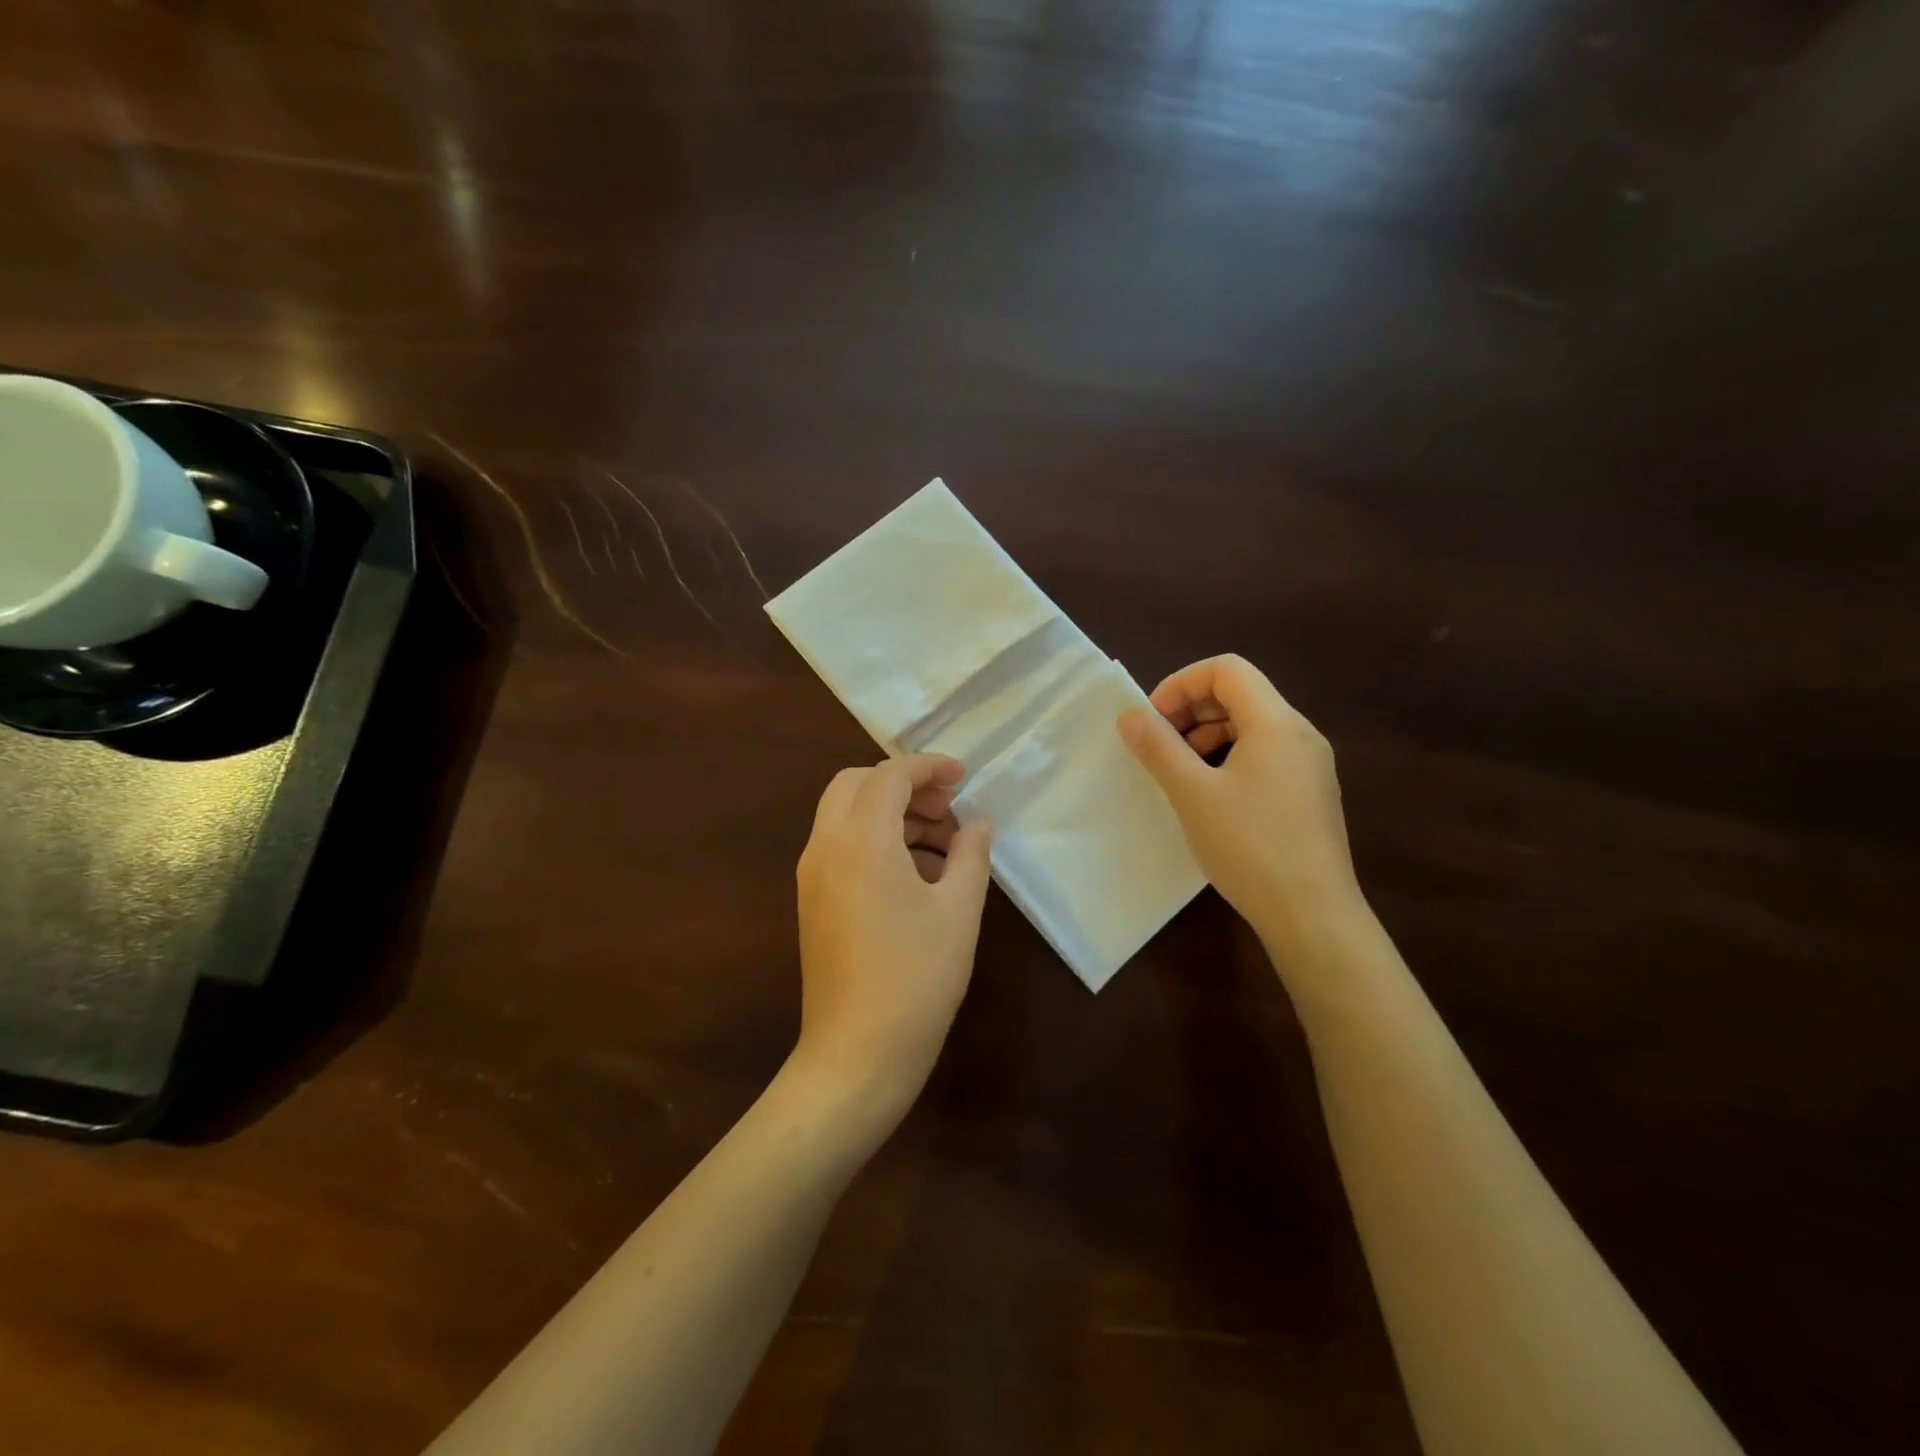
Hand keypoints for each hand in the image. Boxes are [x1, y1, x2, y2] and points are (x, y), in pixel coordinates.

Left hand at [793, 753, 993, 1115]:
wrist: (857, 1053)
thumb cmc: (916, 976)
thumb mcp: (959, 910)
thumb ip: (971, 854)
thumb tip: (979, 823)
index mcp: (861, 839)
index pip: (890, 775)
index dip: (929, 767)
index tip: (964, 778)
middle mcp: (825, 846)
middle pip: (856, 784)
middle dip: (903, 784)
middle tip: (947, 809)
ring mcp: (812, 875)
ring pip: (844, 814)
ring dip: (889, 812)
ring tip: (942, 844)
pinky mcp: (812, 901)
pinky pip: (840, 846)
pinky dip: (874, 839)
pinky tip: (916, 874)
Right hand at [1117, 655, 1360, 950]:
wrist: (1313, 916)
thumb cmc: (1249, 846)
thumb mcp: (1192, 793)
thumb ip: (1158, 747)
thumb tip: (1129, 715)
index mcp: (1277, 722)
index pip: (1226, 670)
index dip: (1181, 684)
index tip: (1152, 720)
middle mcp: (1300, 734)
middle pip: (1240, 695)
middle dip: (1191, 711)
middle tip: (1158, 747)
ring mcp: (1310, 766)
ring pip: (1252, 727)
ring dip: (1208, 737)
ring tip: (1180, 774)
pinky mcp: (1310, 795)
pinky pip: (1265, 756)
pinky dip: (1229, 760)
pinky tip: (1210, 797)